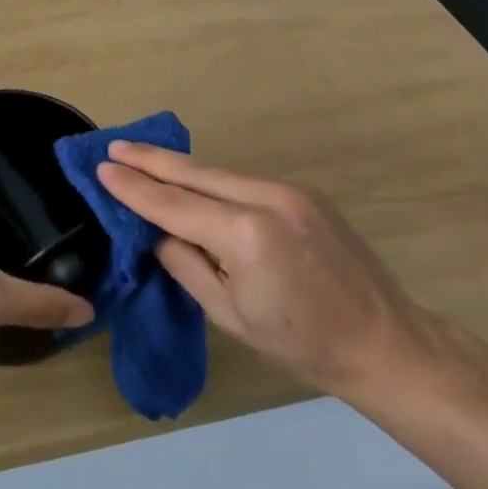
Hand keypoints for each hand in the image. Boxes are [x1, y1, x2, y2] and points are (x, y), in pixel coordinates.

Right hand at [96, 143, 436, 398]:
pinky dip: (210, 180)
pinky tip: (191, 180)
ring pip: (218, 172)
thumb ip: (187, 265)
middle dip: (151, 159)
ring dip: (179, 167)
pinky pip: (243, 181)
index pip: (173, 205)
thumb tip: (159, 232)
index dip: (135, 188)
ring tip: (142, 157)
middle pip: (194, 173)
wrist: (384, 341)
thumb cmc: (300, 342)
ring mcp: (289, 191)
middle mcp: (266, 199)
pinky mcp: (303, 193)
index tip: (103, 169)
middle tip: (114, 146)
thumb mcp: (229, 315)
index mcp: (245, 235)